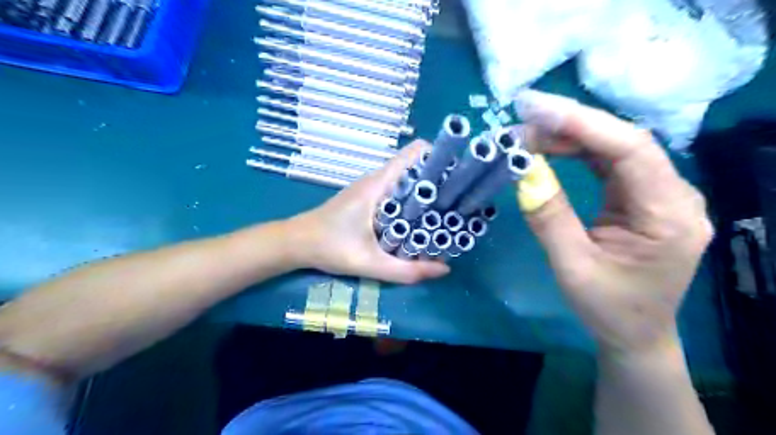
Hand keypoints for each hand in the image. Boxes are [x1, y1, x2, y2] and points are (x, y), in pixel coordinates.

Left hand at [288, 140, 452, 285]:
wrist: (296, 243)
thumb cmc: (329, 247)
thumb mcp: (369, 263)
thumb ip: (406, 270)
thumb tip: (444, 268)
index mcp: (378, 185)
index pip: (414, 154)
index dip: (438, 158)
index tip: (458, 175)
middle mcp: (376, 180)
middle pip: (415, 166)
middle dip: (438, 178)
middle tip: (459, 198)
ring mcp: (371, 188)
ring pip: (406, 179)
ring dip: (426, 190)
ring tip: (447, 208)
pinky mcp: (367, 197)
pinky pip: (396, 190)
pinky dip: (412, 199)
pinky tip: (420, 218)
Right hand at [513, 91, 711, 353]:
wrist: (635, 333)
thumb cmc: (608, 308)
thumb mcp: (571, 267)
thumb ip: (549, 217)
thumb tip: (523, 171)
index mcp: (668, 217)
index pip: (632, 151)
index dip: (584, 125)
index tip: (537, 112)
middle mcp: (675, 196)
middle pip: (624, 142)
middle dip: (571, 126)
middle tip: (523, 121)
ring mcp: (660, 194)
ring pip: (616, 147)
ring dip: (571, 136)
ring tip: (529, 133)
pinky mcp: (642, 197)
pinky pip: (611, 162)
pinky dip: (578, 150)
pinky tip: (552, 146)